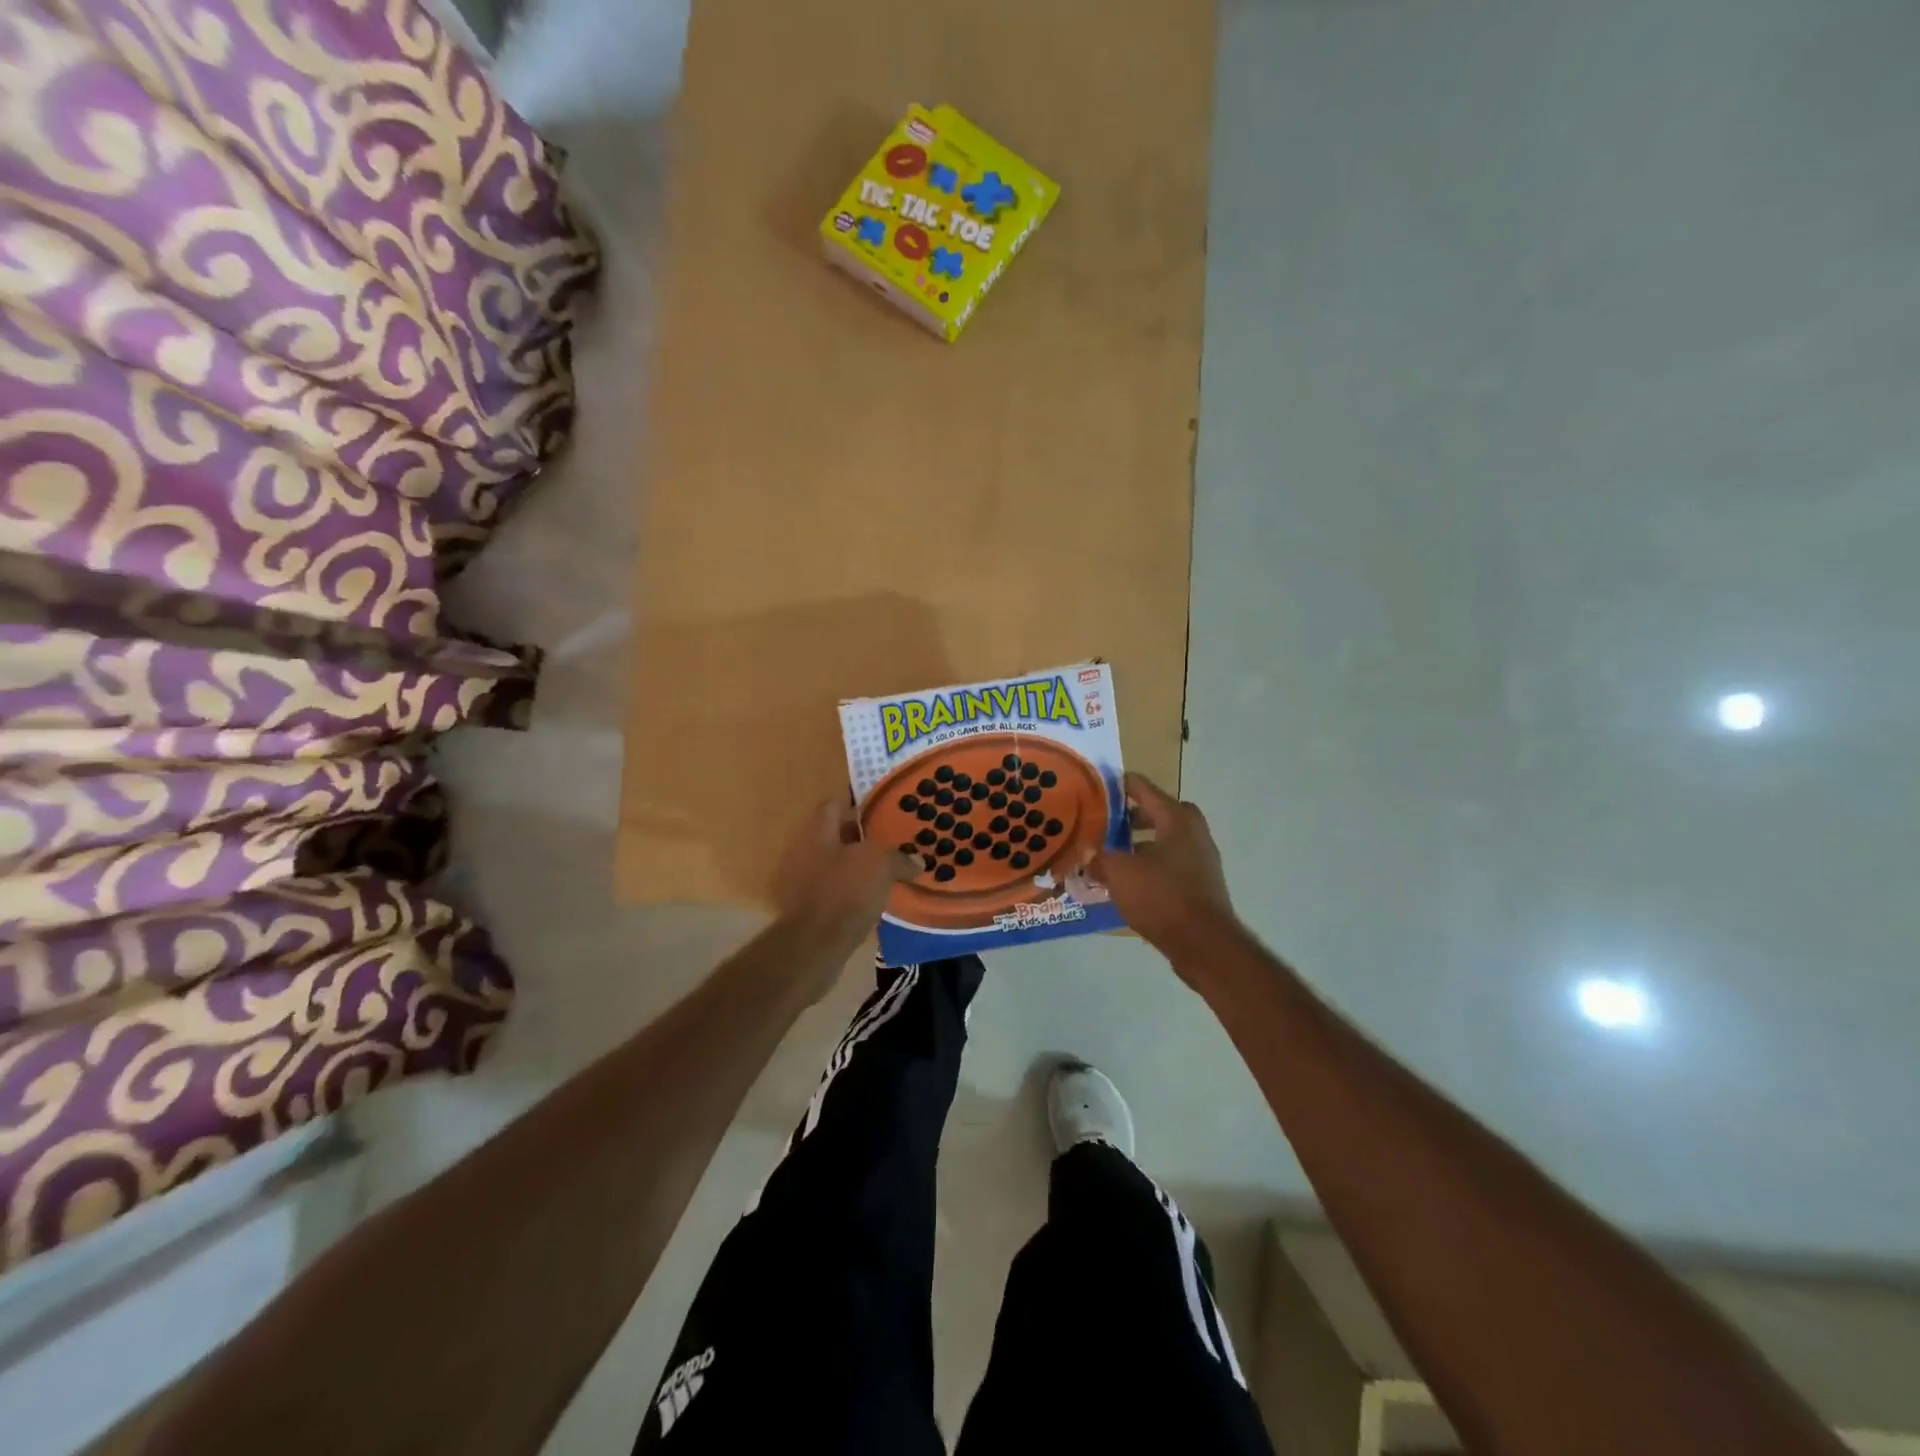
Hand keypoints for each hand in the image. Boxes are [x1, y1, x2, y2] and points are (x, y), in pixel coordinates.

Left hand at [770, 798, 920, 966]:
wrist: (813, 947)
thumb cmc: (844, 893)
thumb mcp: (880, 866)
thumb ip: (899, 858)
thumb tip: (917, 860)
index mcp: (817, 831)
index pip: (835, 803)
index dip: (858, 802)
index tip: (883, 805)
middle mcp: (804, 851)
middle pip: (836, 835)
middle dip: (863, 836)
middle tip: (893, 838)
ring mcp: (802, 881)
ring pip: (837, 864)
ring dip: (859, 866)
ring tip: (890, 869)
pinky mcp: (807, 909)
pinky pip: (835, 890)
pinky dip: (853, 891)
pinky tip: (876, 898)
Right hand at [1092, 773, 1237, 962]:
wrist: (1204, 943)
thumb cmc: (1161, 897)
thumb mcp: (1119, 873)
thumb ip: (1099, 858)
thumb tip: (1087, 854)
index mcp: (1175, 819)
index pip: (1143, 788)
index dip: (1118, 785)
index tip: (1095, 787)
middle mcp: (1193, 832)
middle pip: (1159, 812)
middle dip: (1132, 815)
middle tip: (1107, 823)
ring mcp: (1201, 859)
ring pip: (1166, 839)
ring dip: (1141, 842)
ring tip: (1113, 854)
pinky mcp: (1201, 883)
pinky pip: (1172, 863)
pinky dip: (1151, 864)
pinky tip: (1130, 882)